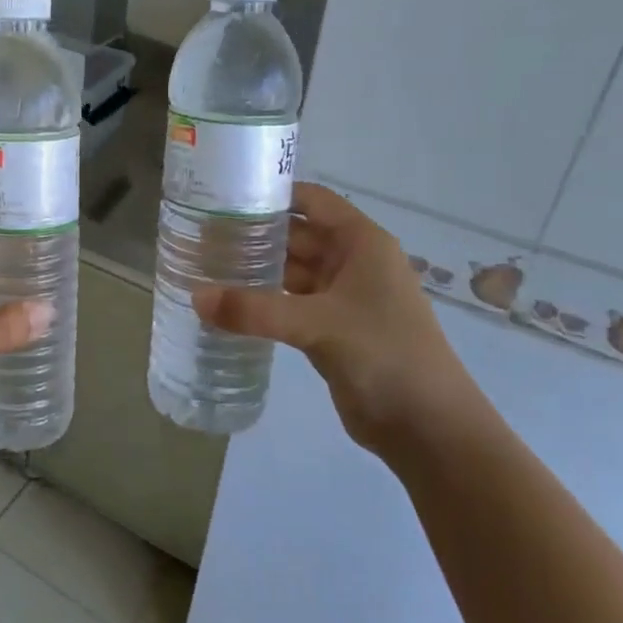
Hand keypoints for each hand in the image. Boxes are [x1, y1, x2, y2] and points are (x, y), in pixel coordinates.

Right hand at [194, 182, 484, 452]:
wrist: (428, 428)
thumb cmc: (385, 355)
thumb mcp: (318, 325)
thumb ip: (255, 310)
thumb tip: (195, 297)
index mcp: (361, 243)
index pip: (313, 200)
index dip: (273, 194)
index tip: (224, 196)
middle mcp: (351, 263)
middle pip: (296, 235)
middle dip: (254, 234)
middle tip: (201, 236)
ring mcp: (341, 298)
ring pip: (290, 272)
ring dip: (255, 270)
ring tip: (205, 266)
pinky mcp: (330, 330)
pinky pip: (289, 304)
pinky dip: (262, 302)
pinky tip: (227, 305)